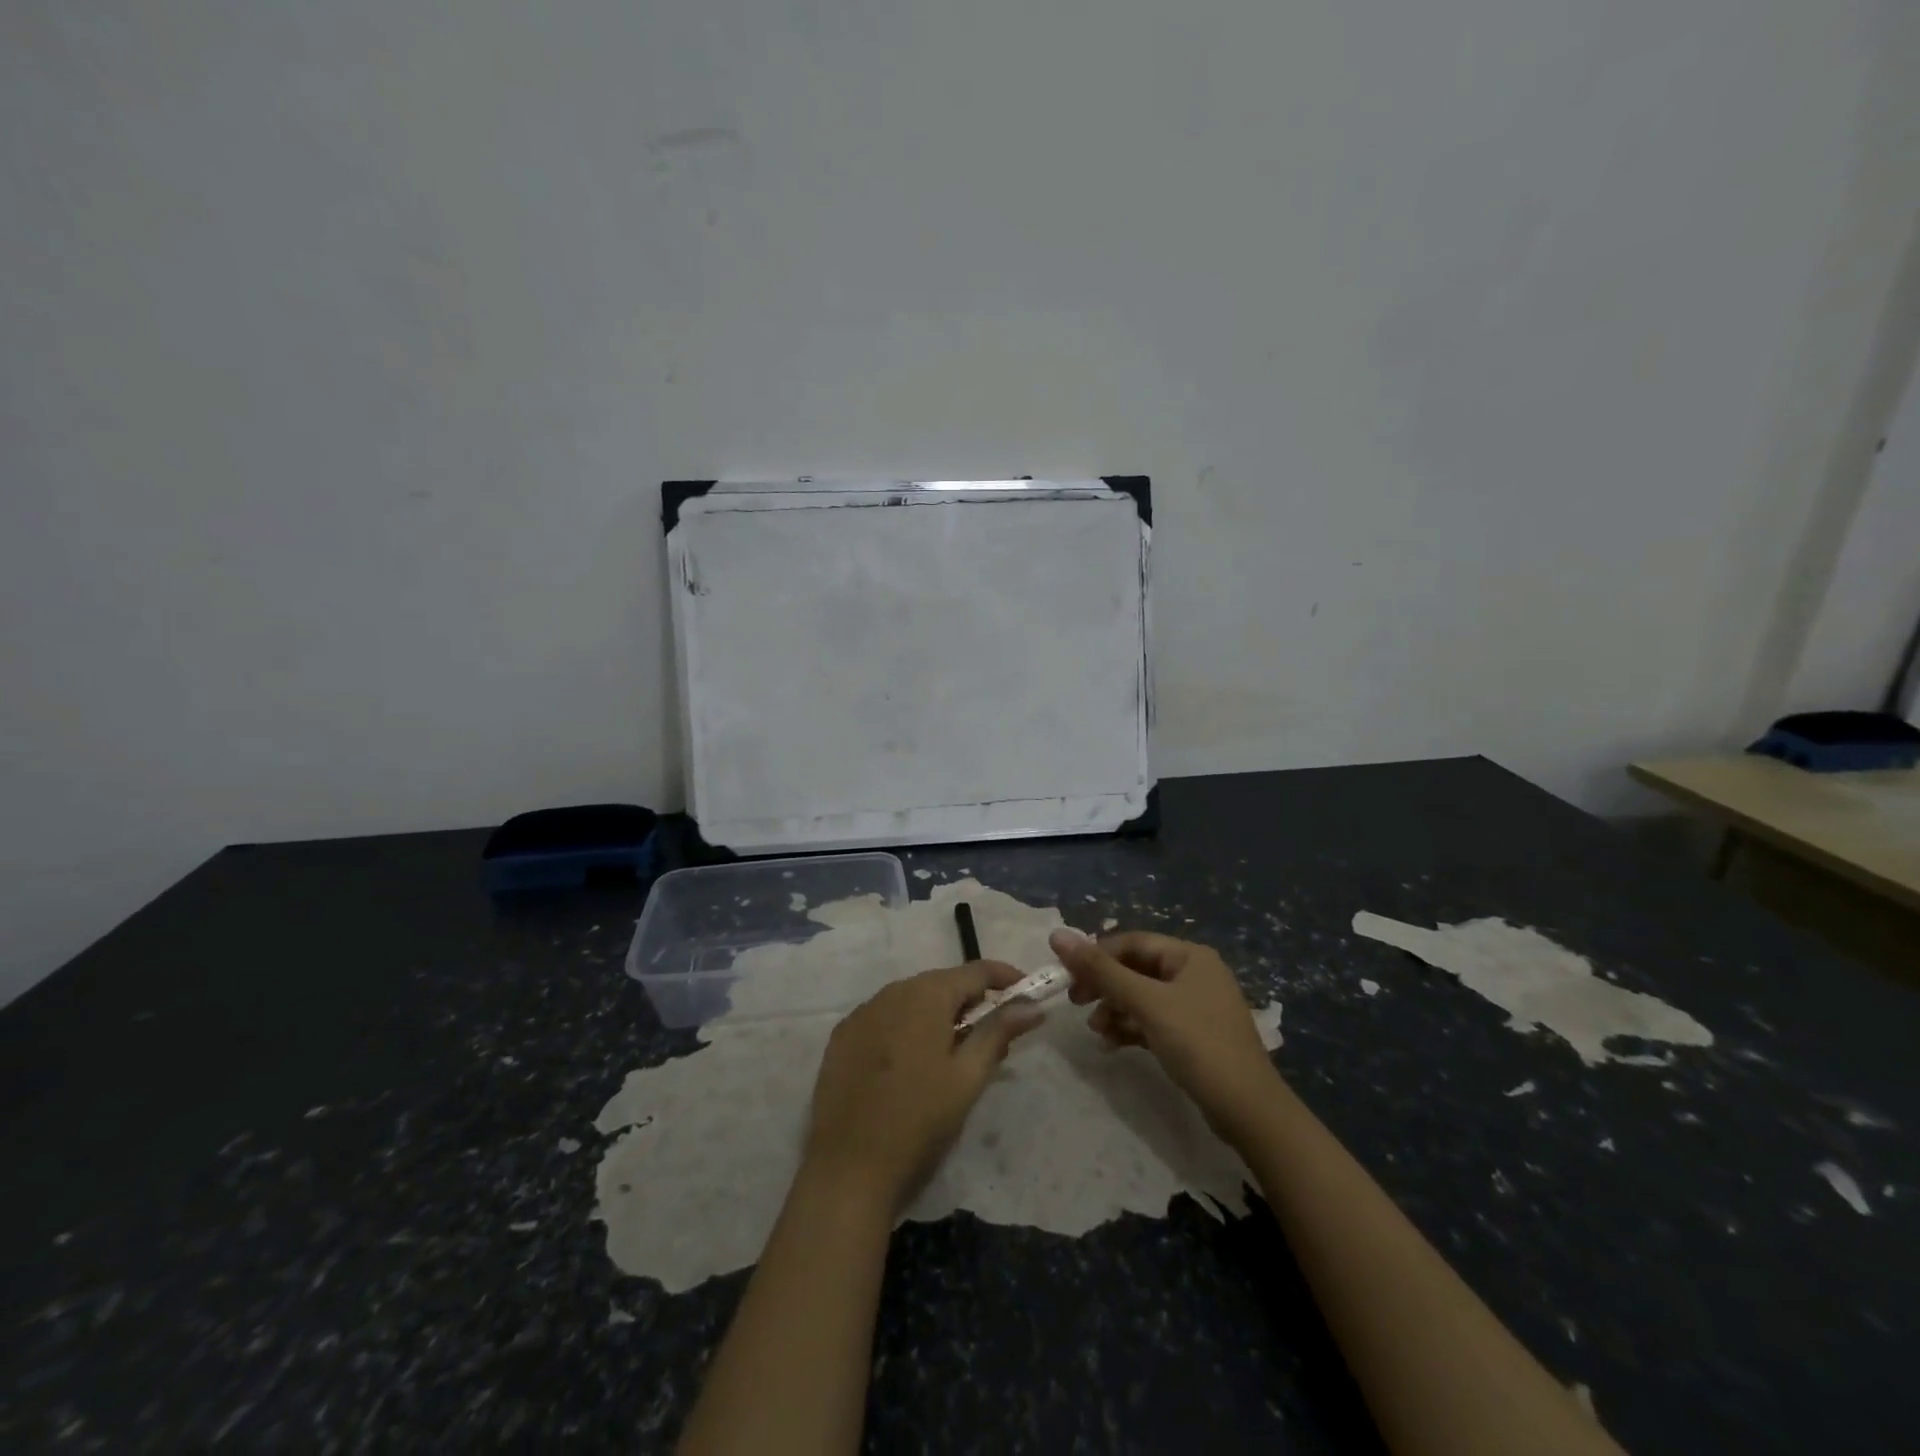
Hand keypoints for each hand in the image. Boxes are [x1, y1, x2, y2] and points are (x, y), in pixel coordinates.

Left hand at [804, 961, 1043, 1212]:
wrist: (848, 1168)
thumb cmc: (919, 1121)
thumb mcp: (968, 1078)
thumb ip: (998, 1033)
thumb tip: (1031, 1006)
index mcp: (926, 994)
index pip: (976, 971)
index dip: (1005, 978)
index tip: (1027, 995)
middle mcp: (891, 991)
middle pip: (942, 983)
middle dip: (971, 1001)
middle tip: (993, 1034)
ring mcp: (862, 1012)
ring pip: (912, 1000)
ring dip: (938, 1014)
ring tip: (953, 1051)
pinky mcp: (842, 1036)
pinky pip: (884, 1018)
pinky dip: (906, 1028)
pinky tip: (911, 1062)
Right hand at [1050, 928, 1283, 1140]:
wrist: (1249, 1110)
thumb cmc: (1198, 1044)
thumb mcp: (1146, 1003)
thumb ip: (1101, 970)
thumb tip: (1057, 935)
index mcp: (1189, 956)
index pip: (1132, 942)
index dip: (1096, 955)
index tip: (1067, 975)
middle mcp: (1194, 973)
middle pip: (1135, 969)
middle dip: (1104, 985)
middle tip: (1076, 1002)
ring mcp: (1195, 1005)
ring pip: (1141, 996)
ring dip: (1114, 1009)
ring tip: (1096, 1030)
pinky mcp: (1193, 1035)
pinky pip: (1152, 1020)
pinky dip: (1131, 1028)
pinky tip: (1112, 1044)